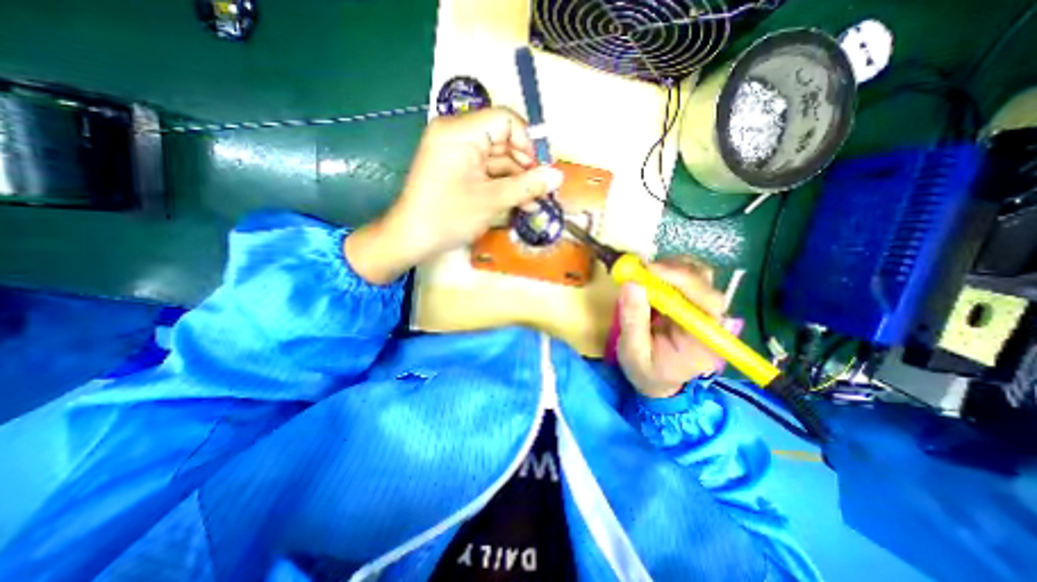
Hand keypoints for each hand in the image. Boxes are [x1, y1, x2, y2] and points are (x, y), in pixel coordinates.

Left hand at [346, 108, 558, 283]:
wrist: (411, 239)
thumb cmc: (448, 217)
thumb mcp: (492, 200)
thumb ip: (527, 186)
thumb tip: (558, 177)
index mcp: (460, 131)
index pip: (506, 120)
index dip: (528, 143)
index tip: (542, 171)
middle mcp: (457, 134)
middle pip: (503, 141)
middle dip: (525, 167)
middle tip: (542, 191)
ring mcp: (456, 153)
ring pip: (497, 159)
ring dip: (517, 180)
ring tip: (534, 203)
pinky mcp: (457, 169)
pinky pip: (486, 171)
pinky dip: (503, 186)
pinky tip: (520, 203)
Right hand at [619, 259, 722, 399]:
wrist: (656, 379)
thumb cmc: (646, 371)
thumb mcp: (633, 352)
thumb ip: (633, 321)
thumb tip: (631, 284)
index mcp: (704, 340)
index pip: (706, 302)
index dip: (682, 280)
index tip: (650, 270)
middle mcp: (710, 321)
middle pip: (706, 283)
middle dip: (673, 271)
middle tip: (641, 269)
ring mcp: (702, 309)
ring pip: (699, 274)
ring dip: (671, 267)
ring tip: (644, 274)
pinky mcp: (691, 302)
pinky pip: (687, 277)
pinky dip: (668, 270)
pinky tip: (650, 278)